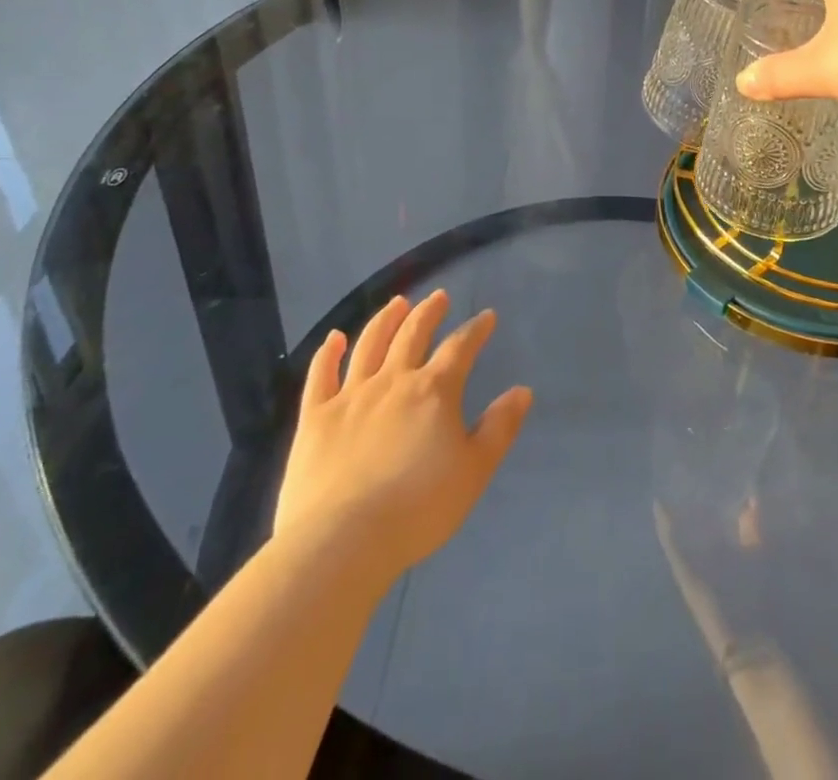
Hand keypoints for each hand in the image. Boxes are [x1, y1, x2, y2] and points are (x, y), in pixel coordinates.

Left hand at [273, 290, 531, 583]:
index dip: (475, 330)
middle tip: (439, 296)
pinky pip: (321, 376)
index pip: (460, 348)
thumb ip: (499, 428)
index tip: (487, 317)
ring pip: (370, 344)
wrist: (342, 541)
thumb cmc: (418, 508)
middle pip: (413, 335)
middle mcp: (393, 381)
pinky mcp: (315, 417)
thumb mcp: (474, 471)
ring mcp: (350, 396)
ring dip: (385, 319)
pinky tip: (334, 338)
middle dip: (429, 312)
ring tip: (397, 302)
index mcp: (434, 391)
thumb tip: (522, 391)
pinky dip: (328, 353)